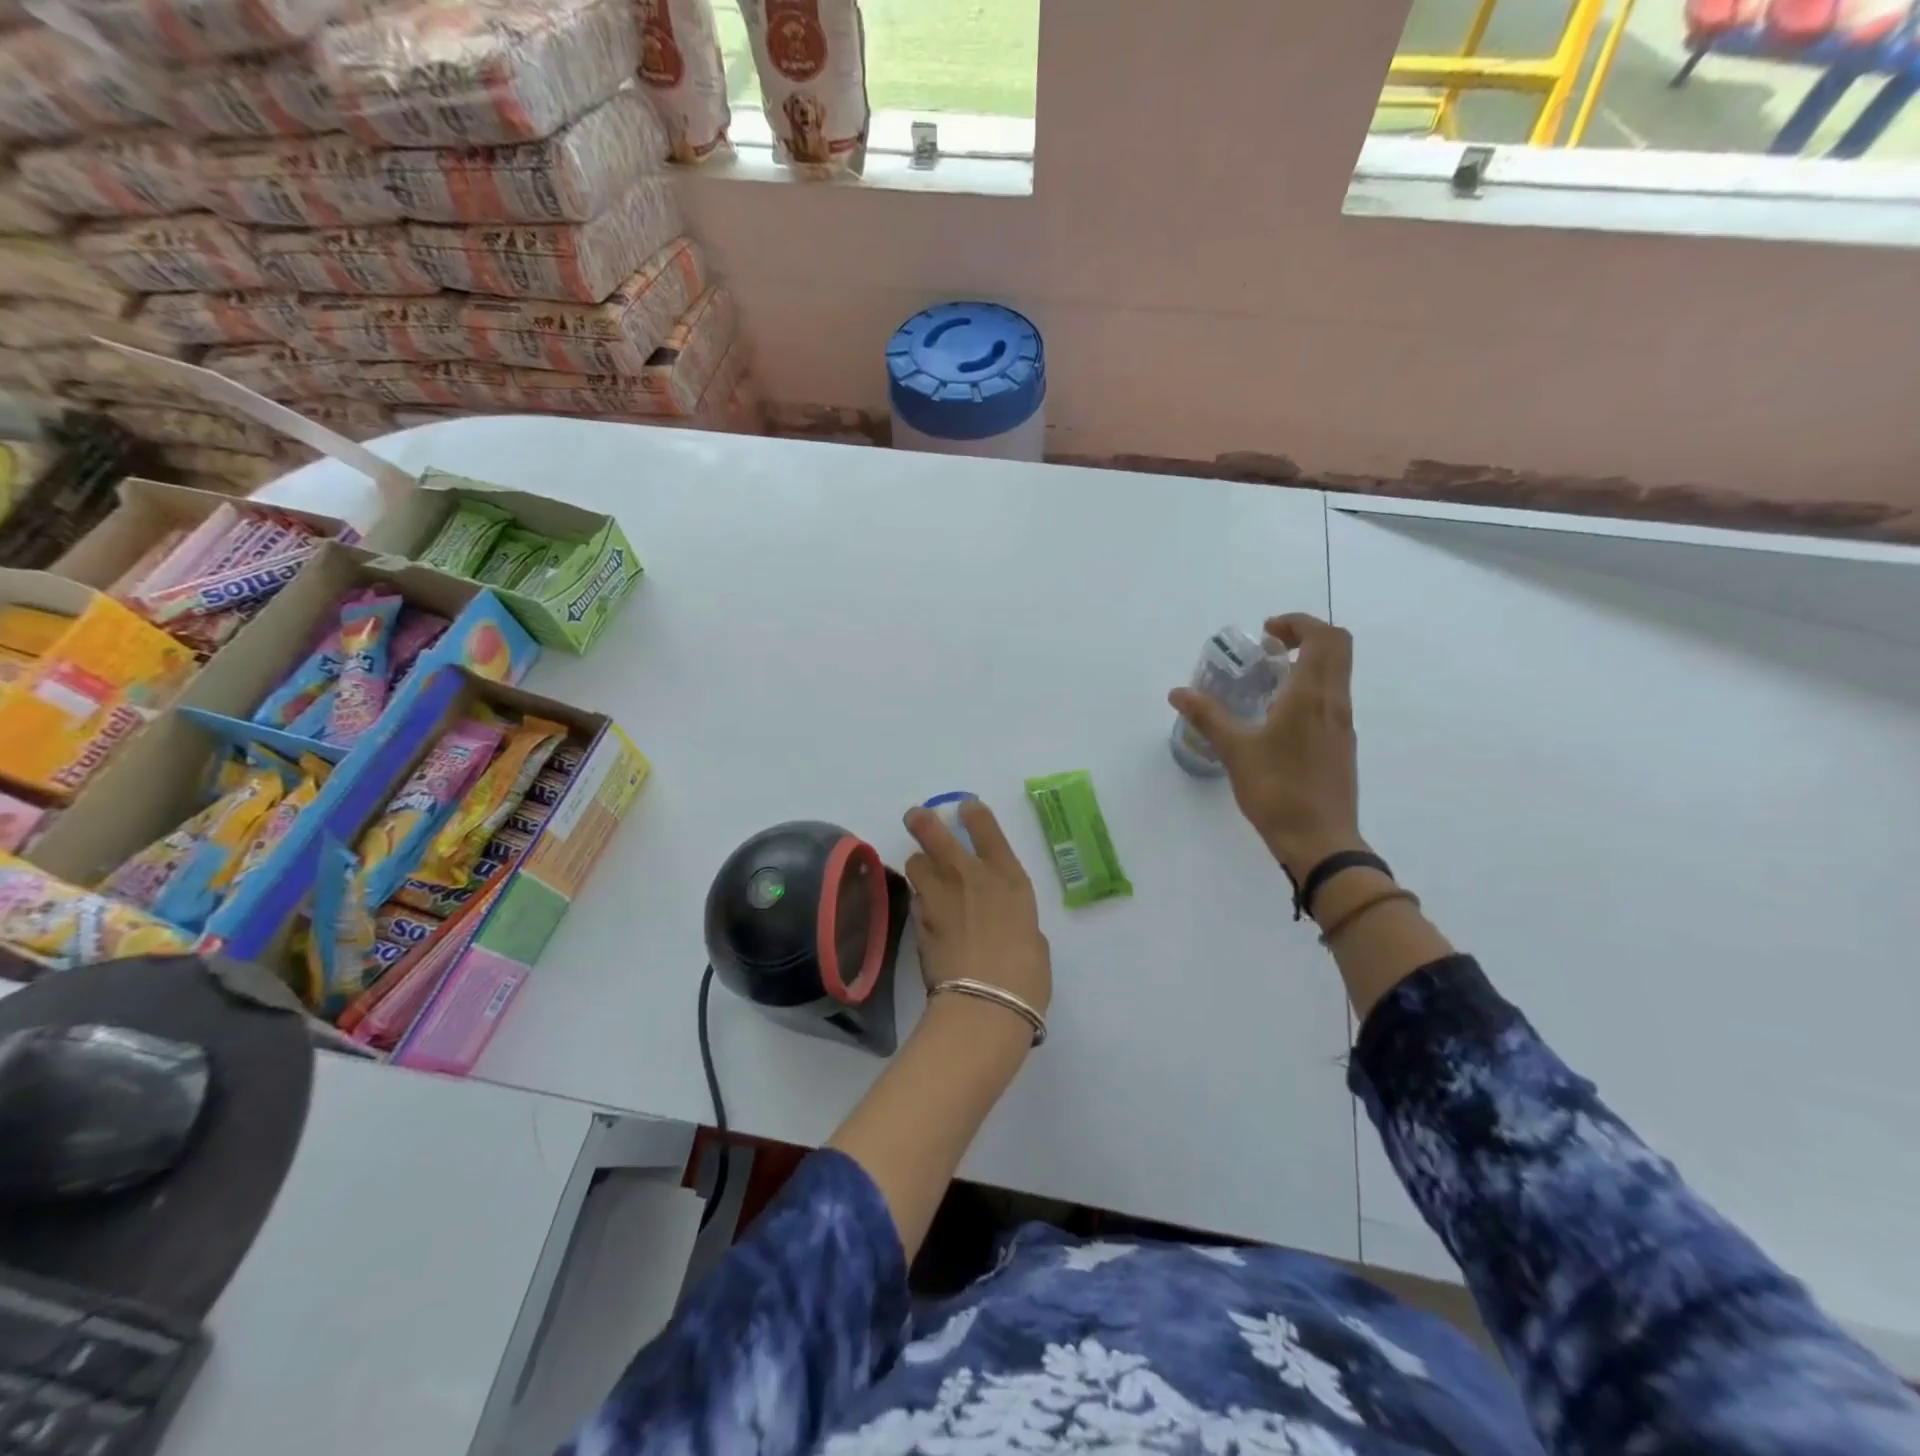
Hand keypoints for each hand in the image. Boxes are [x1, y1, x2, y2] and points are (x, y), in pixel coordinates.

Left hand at [902, 799, 1051, 1017]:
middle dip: (922, 820)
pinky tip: (927, 913)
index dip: (972, 812)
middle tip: (916, 816)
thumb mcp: (1031, 937)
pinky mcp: (918, 921)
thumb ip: (1012, 917)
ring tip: (924, 874)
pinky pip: (915, 899)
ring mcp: (938, 896)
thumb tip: (1000, 919)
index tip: (966, 808)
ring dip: (919, 865)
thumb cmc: (1026, 974)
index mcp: (1007, 876)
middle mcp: (968, 875)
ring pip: (915, 862)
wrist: (985, 1004)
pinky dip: (920, 900)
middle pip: (933, 831)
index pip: (984, 826)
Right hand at [1168, 612, 1365, 879]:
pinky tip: (1277, 717)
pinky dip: (1310, 689)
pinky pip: (1331, 699)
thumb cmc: (1277, 791)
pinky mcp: (1342, 745)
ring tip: (1267, 682)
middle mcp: (1334, 703)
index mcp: (1311, 696)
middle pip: (1338, 648)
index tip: (1265, 634)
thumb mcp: (1235, 752)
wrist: (1320, 841)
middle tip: (1269, 649)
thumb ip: (1208, 716)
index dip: (1298, 623)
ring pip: (1337, 674)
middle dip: (1306, 636)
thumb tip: (1178, 692)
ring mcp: (1343, 725)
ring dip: (1308, 663)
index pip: (1324, 637)